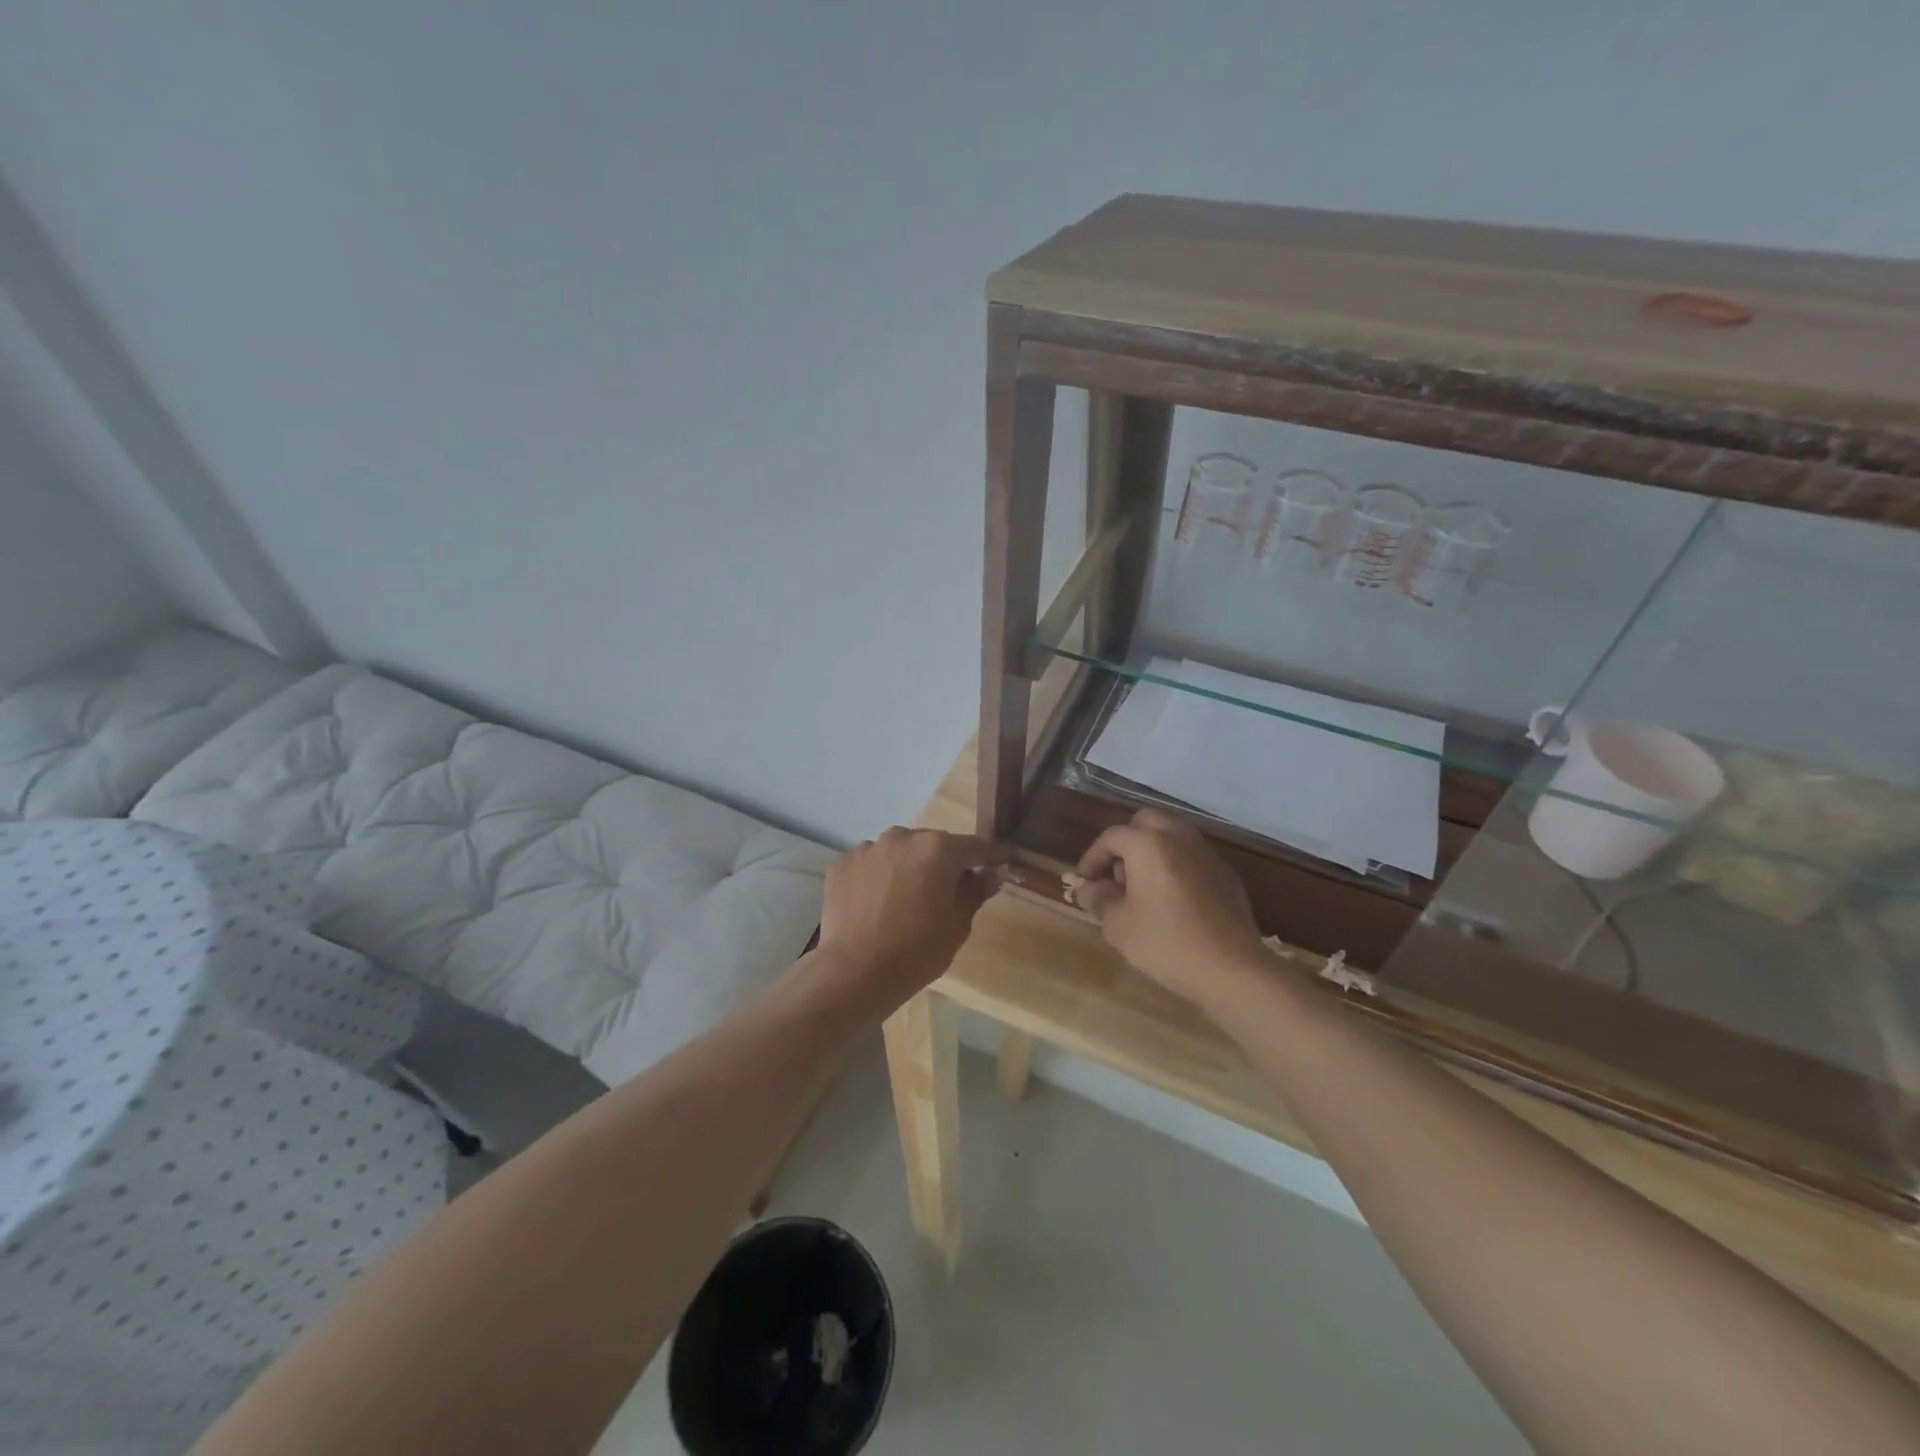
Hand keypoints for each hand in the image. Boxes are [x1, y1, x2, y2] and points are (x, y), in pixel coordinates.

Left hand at [818, 827, 1007, 1006]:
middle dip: (944, 863)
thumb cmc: (917, 950)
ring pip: (899, 852)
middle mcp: (903, 837)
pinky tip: (876, 905)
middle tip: (948, 890)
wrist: (856, 972)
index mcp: (938, 848)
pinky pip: (870, 865)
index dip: (993, 856)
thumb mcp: (958, 925)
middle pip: (933, 845)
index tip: (1004, 861)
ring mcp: (868, 848)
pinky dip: (878, 878)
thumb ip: (976, 892)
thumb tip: (991, 874)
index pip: (976, 846)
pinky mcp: (842, 864)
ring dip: (908, 868)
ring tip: (905, 900)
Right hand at [1073, 810, 1264, 1004]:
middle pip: (1146, 822)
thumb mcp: (1119, 925)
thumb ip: (1099, 900)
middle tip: (1117, 874)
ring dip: (1153, 851)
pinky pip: (1193, 857)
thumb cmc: (1166, 943)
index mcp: (1149, 844)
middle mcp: (1179, 838)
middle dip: (1126, 842)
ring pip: (1173, 835)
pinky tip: (1173, 900)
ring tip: (1143, 887)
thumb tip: (1089, 889)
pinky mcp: (1226, 875)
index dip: (1092, 857)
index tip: (1085, 881)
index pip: (1112, 837)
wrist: (1232, 969)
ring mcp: (1207, 855)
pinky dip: (1176, 866)